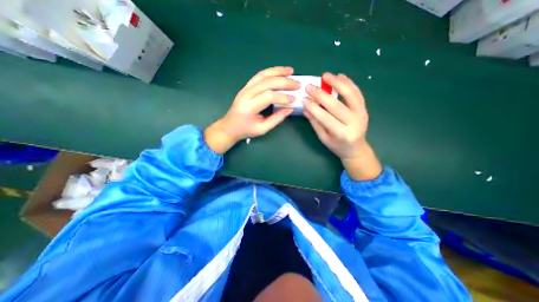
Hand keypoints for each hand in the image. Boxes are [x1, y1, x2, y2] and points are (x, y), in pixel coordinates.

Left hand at [206, 67, 300, 154]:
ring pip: (263, 75)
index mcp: (249, 107)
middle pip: (267, 82)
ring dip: (278, 71)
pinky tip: (279, 71)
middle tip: (297, 84)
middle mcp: (246, 94)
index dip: (283, 97)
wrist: (229, 126)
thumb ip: (277, 119)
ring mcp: (245, 88)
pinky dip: (270, 72)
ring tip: (291, 71)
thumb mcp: (262, 129)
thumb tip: (290, 108)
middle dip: (284, 82)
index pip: (268, 96)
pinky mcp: (246, 86)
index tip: (294, 100)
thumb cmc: (245, 130)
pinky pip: (259, 76)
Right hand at [305, 72, 380, 181]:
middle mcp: (354, 123)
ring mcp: (362, 114)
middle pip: (336, 105)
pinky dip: (349, 83)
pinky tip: (340, 76)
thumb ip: (315, 123)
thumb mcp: (324, 138)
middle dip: (321, 95)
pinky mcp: (364, 108)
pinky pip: (357, 93)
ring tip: (326, 75)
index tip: (304, 99)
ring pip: (350, 95)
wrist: (356, 149)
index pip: (326, 118)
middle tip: (310, 87)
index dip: (314, 108)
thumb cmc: (337, 146)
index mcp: (342, 134)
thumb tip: (306, 108)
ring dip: (337, 83)